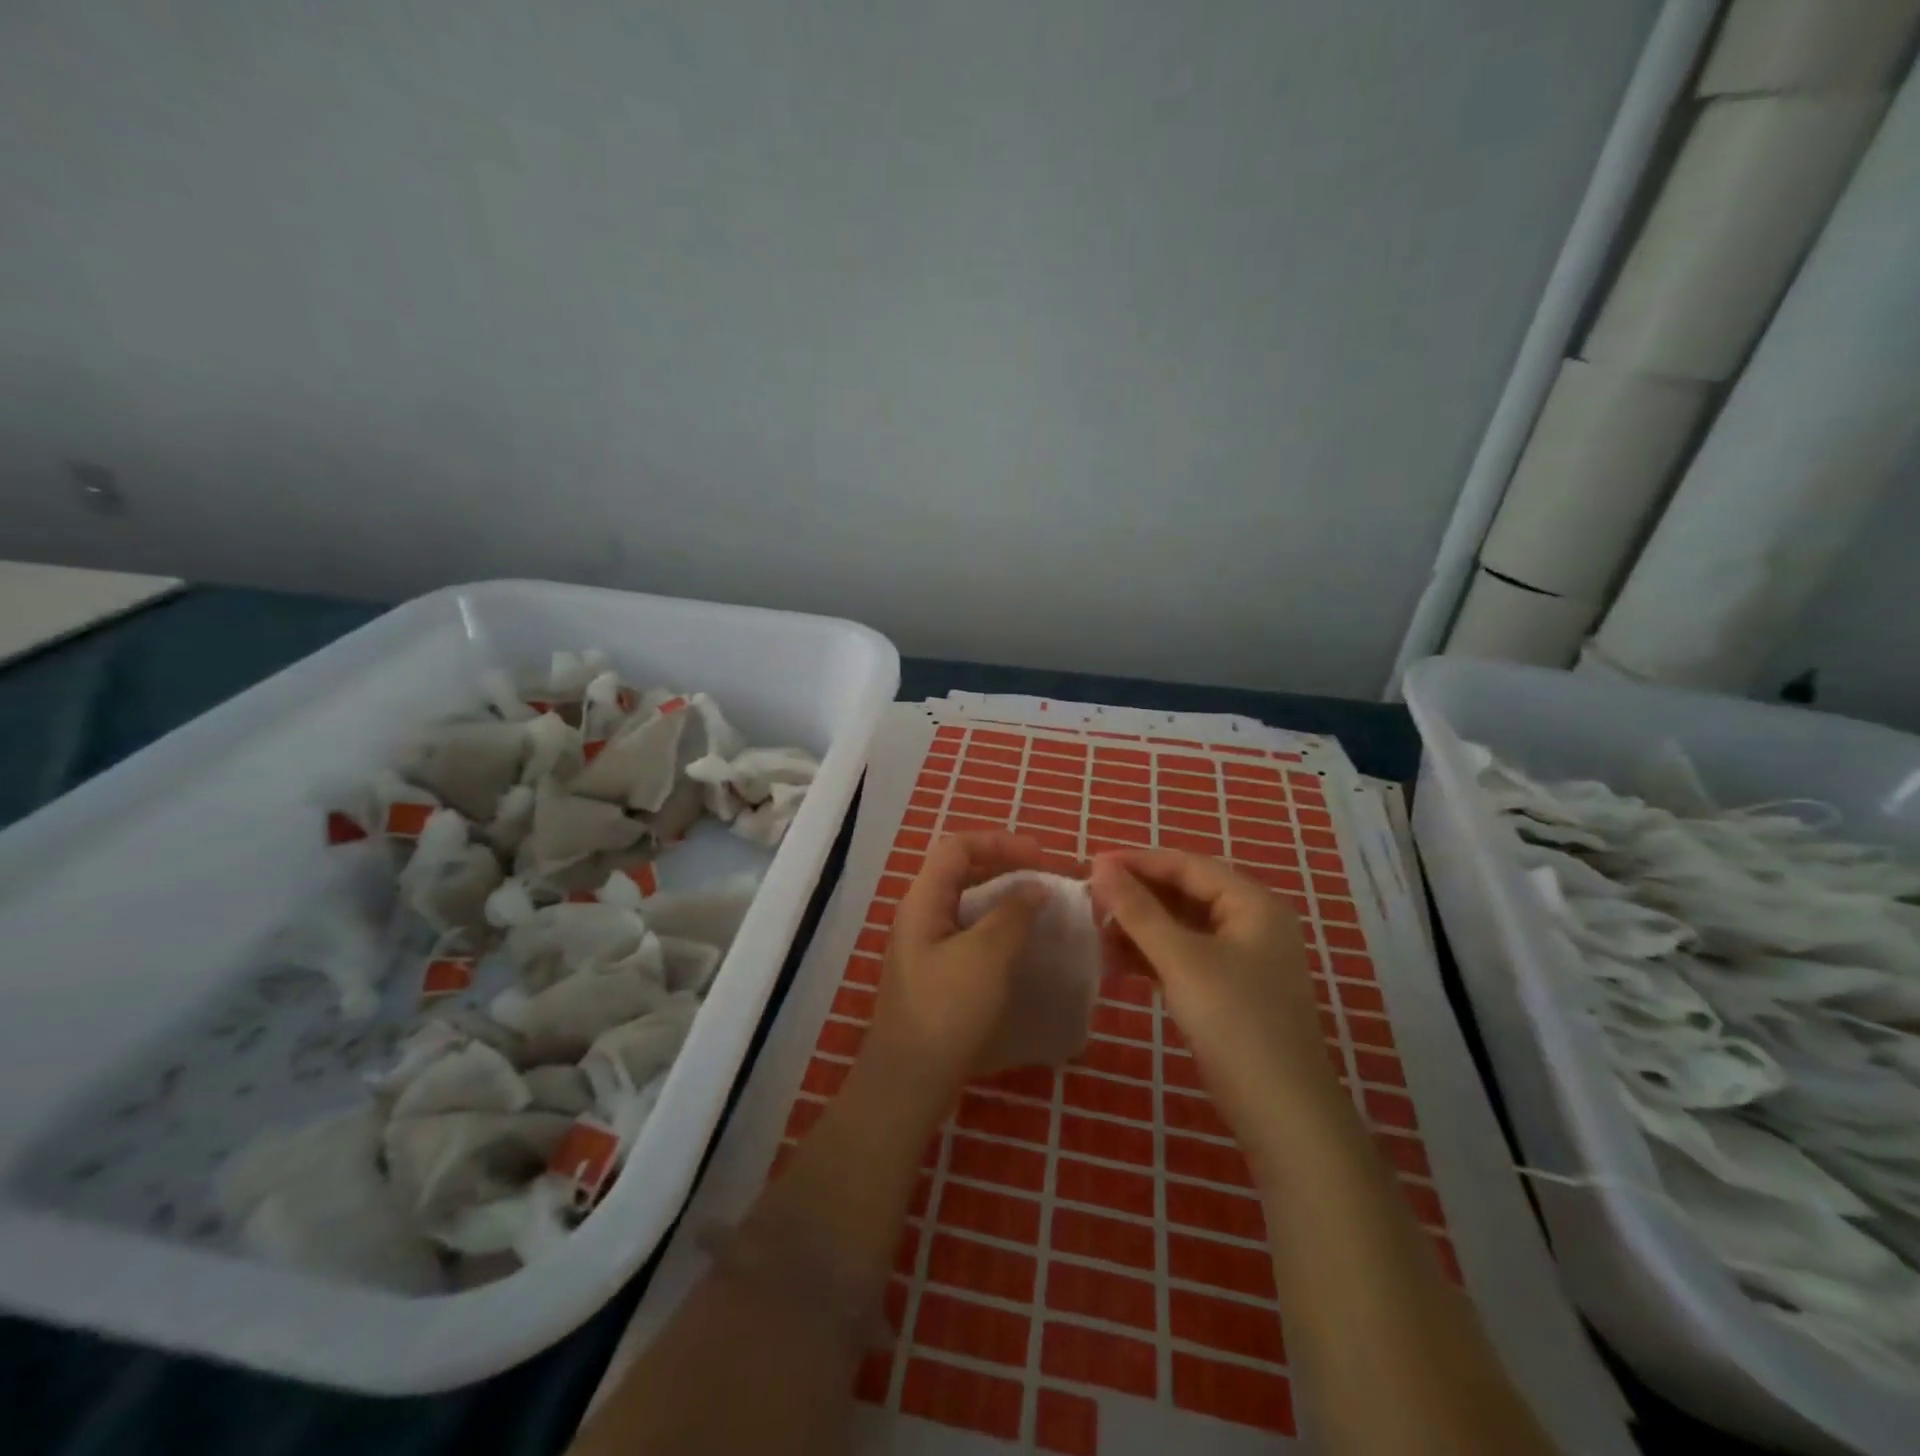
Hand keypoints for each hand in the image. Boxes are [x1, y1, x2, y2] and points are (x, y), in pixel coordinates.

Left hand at [864, 832, 1047, 1107]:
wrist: (910, 1079)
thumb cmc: (947, 1008)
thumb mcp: (986, 955)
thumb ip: (1013, 914)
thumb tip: (1035, 886)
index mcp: (924, 900)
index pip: (957, 846)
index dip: (999, 842)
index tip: (1039, 857)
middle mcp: (920, 914)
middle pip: (961, 871)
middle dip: (1003, 866)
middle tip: (1043, 879)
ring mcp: (926, 945)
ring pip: (966, 903)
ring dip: (1002, 898)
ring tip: (1038, 909)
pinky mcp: (936, 973)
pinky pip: (968, 933)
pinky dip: (996, 928)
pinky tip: (1020, 946)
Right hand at [1089, 849, 1332, 1136]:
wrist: (1283, 1114)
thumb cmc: (1235, 1022)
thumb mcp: (1181, 959)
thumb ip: (1138, 910)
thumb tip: (1100, 865)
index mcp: (1252, 903)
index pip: (1187, 865)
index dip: (1138, 862)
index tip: (1090, 866)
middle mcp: (1251, 922)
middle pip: (1184, 893)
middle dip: (1137, 898)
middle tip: (1089, 902)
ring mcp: (1242, 958)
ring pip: (1181, 927)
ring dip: (1140, 929)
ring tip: (1097, 936)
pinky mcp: (1229, 990)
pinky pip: (1185, 956)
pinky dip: (1153, 956)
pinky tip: (1118, 964)